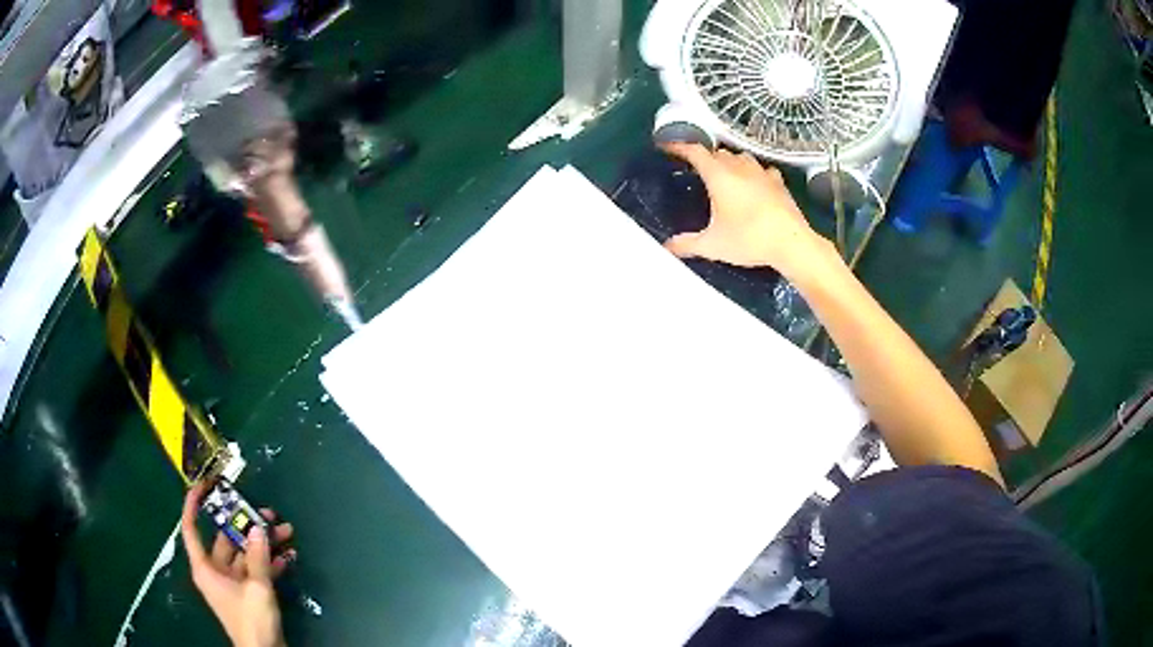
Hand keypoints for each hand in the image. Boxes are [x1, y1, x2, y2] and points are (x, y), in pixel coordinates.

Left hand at [181, 482, 295, 646]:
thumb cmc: (251, 620)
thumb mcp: (256, 588)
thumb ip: (258, 557)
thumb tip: (258, 527)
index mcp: (206, 568)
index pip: (191, 529)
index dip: (193, 505)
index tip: (204, 486)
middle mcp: (215, 571)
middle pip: (226, 540)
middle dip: (246, 526)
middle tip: (266, 513)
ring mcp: (233, 582)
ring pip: (245, 554)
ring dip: (263, 544)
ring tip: (285, 532)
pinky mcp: (248, 593)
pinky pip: (256, 570)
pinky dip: (270, 562)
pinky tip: (287, 555)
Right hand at [661, 143, 828, 276]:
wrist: (791, 243)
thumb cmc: (749, 239)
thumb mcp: (713, 245)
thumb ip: (687, 244)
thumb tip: (667, 247)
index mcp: (719, 176)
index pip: (695, 152)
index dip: (679, 147)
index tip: (668, 147)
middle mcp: (740, 168)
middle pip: (718, 152)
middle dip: (705, 157)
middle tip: (696, 170)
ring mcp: (762, 173)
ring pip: (741, 157)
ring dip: (729, 161)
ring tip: (724, 174)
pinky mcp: (779, 183)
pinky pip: (762, 169)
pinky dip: (754, 172)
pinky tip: (755, 182)